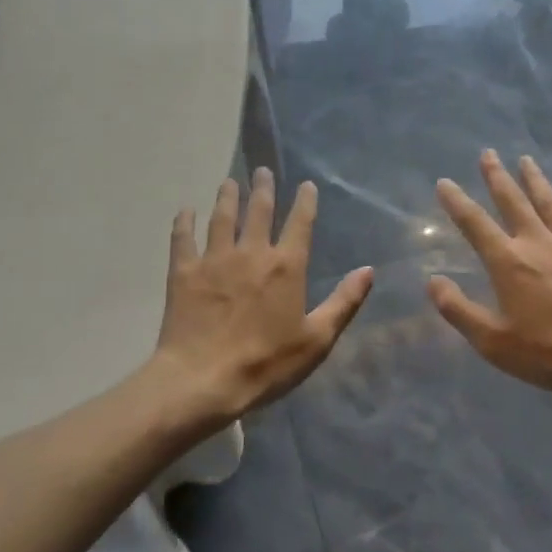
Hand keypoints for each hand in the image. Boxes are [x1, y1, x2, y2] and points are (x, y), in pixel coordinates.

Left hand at [156, 169, 372, 422]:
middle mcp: (251, 253)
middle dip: (263, 188)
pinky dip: (184, 222)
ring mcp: (214, 259)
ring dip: (227, 197)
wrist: (203, 379)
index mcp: (286, 267)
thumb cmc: (266, 364)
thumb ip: (344, 302)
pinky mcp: (184, 272)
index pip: (299, 224)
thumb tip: (368, 270)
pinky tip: (185, 210)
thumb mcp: (317, 340)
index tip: (306, 185)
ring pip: (222, 217)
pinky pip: (183, 238)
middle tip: (262, 171)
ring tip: (229, 182)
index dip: (305, 202)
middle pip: (259, 211)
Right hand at [428, 150, 551, 399]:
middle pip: (513, 201)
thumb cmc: (549, 352)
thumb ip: (459, 310)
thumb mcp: (493, 341)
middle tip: (487, 153)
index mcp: (508, 262)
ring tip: (525, 159)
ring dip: (535, 179)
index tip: (444, 182)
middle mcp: (537, 243)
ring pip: (549, 202)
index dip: (457, 202)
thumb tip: (432, 282)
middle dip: (497, 176)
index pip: (475, 224)